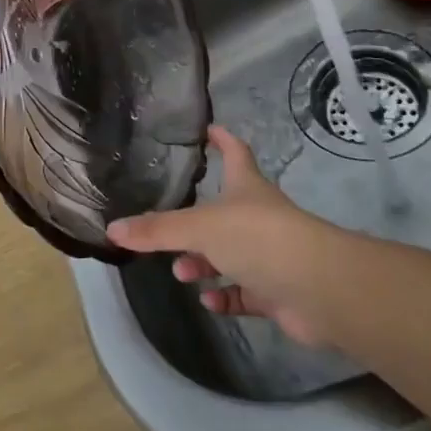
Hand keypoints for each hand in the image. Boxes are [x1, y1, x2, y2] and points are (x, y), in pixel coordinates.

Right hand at [106, 126, 348, 348]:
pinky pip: (244, 291)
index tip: (207, 129)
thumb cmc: (258, 237)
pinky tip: (208, 301)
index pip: (233, 151)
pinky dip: (225, 296)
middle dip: (195, 220)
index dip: (221, 139)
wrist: (318, 288)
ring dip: (204, 262)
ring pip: (230, 254)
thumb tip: (112, 229)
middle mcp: (258, 215)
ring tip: (181, 272)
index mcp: (245, 186)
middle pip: (224, 210)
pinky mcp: (276, 290)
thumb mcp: (199, 228)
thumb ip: (157, 230)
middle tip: (168, 229)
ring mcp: (269, 254)